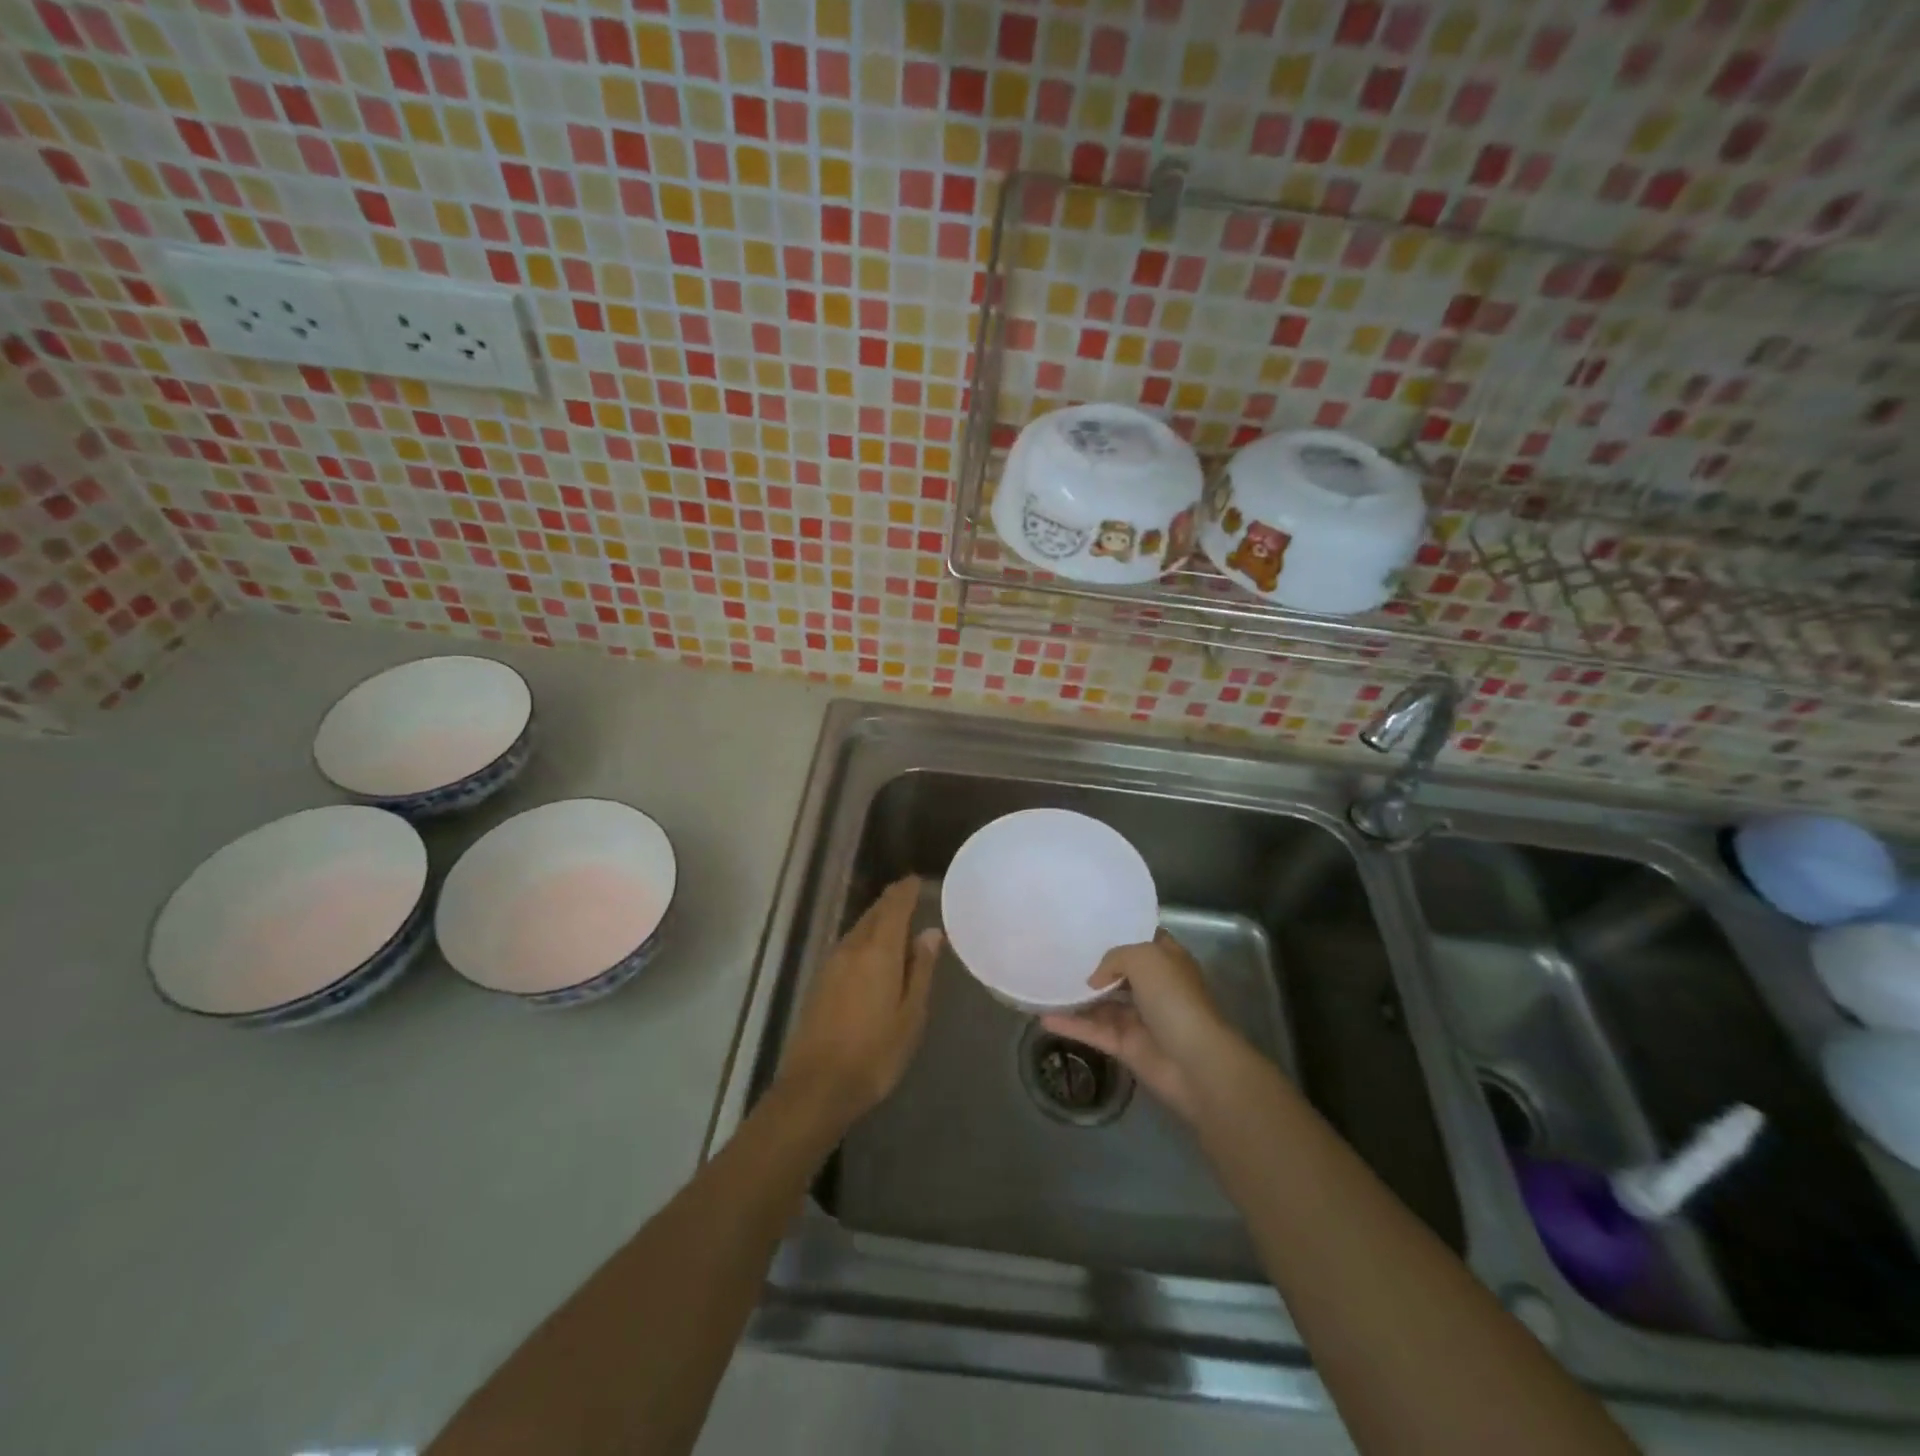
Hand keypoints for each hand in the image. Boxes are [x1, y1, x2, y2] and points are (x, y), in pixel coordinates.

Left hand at [774, 877, 939, 1129]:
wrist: (817, 1086)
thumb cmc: (875, 1053)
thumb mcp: (911, 1015)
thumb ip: (920, 969)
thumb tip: (930, 933)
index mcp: (878, 951)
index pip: (893, 907)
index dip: (906, 890)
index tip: (918, 880)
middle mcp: (851, 948)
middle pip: (873, 914)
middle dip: (891, 902)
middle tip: (910, 897)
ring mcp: (831, 964)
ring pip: (858, 929)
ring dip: (876, 921)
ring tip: (897, 923)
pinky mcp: (820, 982)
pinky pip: (847, 947)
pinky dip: (864, 939)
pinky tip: (873, 954)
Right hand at [1042, 929, 1240, 1121]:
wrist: (1195, 1063)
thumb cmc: (1175, 1000)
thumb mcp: (1145, 959)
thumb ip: (1114, 958)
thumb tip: (1094, 980)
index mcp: (1167, 961)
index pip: (1142, 940)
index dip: (1119, 932)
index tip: (1088, 926)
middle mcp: (1154, 987)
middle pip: (1118, 972)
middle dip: (1092, 965)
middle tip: (1057, 953)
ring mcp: (1139, 1018)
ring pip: (1102, 1003)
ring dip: (1076, 997)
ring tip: (1043, 984)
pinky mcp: (1126, 1046)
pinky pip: (1094, 1030)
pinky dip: (1071, 1025)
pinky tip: (1043, 1017)